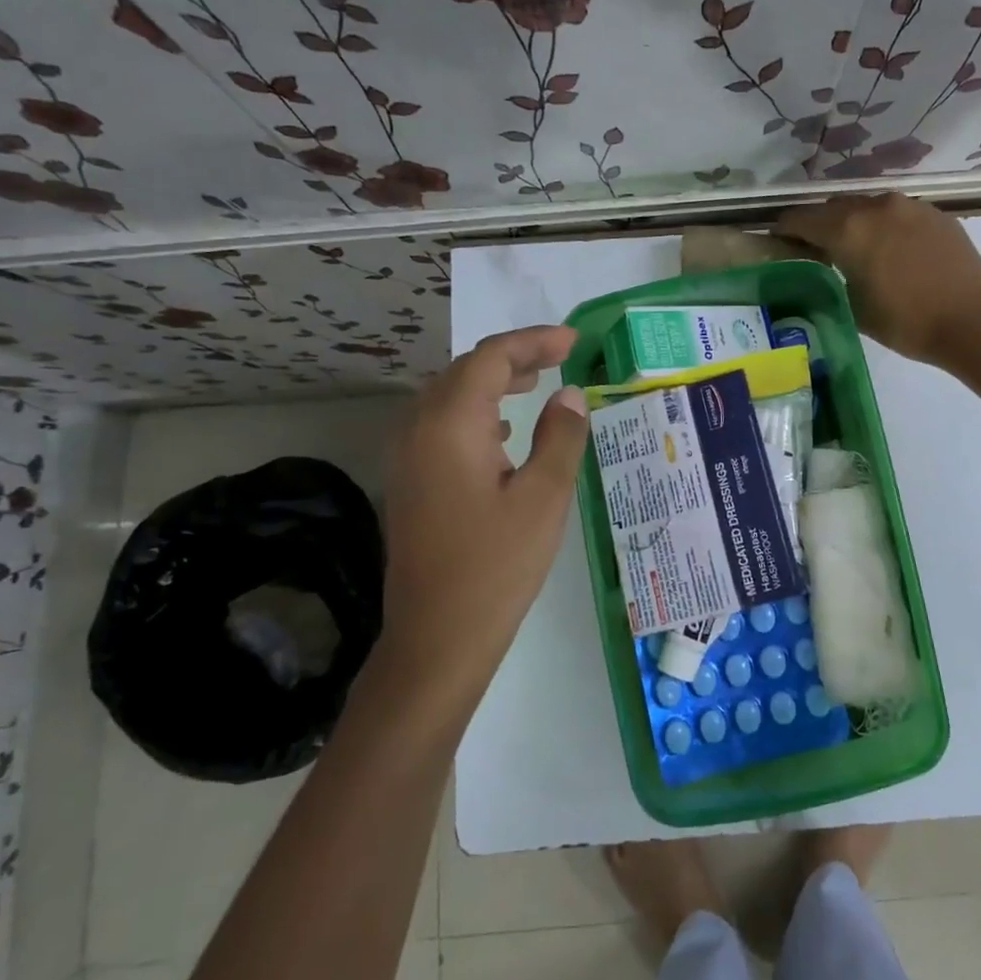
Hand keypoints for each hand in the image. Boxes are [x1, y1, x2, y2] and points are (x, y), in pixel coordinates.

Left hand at [370, 326, 589, 717]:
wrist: (437, 638)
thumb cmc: (497, 566)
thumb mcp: (544, 498)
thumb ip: (560, 437)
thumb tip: (569, 395)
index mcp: (450, 425)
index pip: (490, 358)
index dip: (533, 342)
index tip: (573, 341)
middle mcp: (418, 430)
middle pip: (465, 372)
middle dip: (513, 358)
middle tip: (559, 357)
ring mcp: (407, 458)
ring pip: (450, 398)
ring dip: (492, 384)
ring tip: (535, 384)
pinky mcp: (410, 483)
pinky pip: (441, 427)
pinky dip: (477, 414)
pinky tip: (505, 434)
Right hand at [776, 194, 980, 366]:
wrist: (971, 320)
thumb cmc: (904, 321)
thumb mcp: (853, 305)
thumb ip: (831, 275)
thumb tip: (824, 263)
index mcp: (848, 229)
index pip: (802, 219)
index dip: (785, 229)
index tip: (777, 240)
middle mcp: (876, 207)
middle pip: (834, 207)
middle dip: (820, 224)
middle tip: (814, 248)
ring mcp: (909, 206)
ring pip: (868, 207)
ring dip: (854, 222)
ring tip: (855, 248)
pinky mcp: (934, 214)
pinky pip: (897, 214)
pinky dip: (885, 226)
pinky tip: (892, 251)